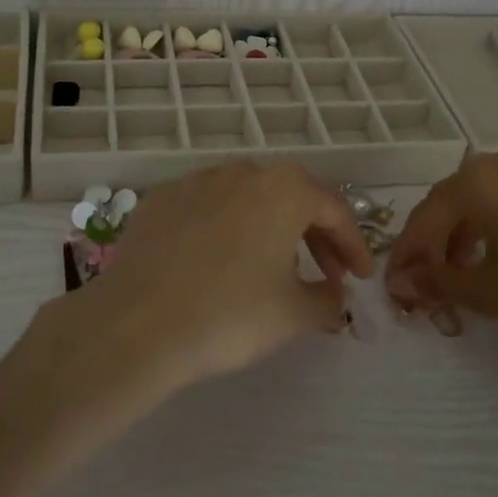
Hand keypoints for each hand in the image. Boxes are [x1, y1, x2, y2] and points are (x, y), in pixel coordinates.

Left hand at [68, 162, 373, 389]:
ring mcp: (197, 180)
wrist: (137, 324)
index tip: (360, 277)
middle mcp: (243, 172)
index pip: (334, 210)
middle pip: (292, 197)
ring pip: (248, 198)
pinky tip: (218, 261)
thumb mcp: (294, 314)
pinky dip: (225, 229)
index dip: (353, 245)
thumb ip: (327, 299)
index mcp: (285, 189)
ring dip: (269, 227)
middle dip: (315, 234)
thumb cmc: (230, 314)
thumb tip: (333, 292)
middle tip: (327, 272)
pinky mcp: (161, 199)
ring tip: (272, 266)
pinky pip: (207, 208)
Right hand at [386, 147, 497, 362]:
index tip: (394, 289)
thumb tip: (399, 283)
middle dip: (435, 246)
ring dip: (465, 235)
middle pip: (452, 203)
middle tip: (427, 287)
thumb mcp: (492, 294)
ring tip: (464, 277)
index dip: (406, 255)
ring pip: (484, 199)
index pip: (425, 217)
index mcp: (479, 180)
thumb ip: (438, 283)